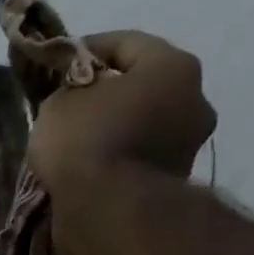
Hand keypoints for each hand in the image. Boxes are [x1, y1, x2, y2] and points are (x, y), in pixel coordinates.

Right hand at [27, 31, 215, 188]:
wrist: (108, 211)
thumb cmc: (86, 142)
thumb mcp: (59, 104)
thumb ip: (70, 92)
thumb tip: (79, 99)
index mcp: (173, 66)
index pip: (127, 43)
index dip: (88, 48)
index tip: (60, 61)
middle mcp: (194, 100)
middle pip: (144, 86)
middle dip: (109, 92)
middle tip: (74, 105)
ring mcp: (189, 145)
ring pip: (146, 124)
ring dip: (117, 128)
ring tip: (81, 143)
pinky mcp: (174, 182)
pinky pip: (140, 159)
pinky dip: (119, 159)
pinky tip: (92, 169)